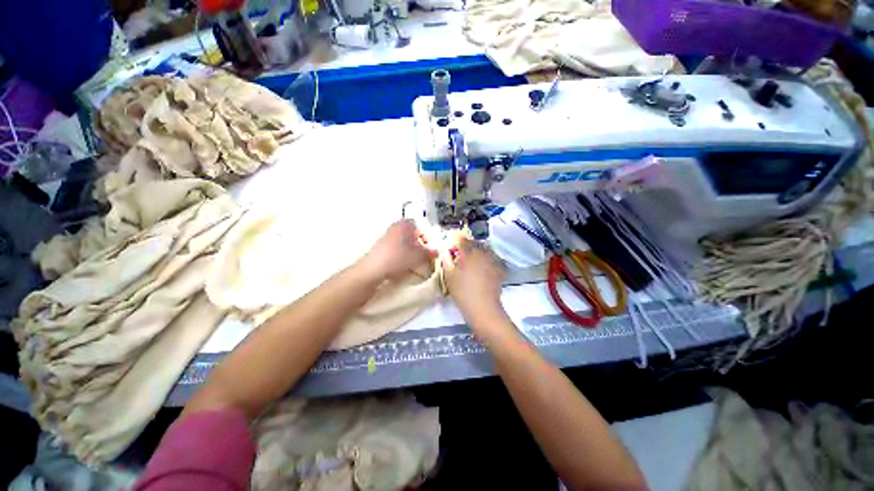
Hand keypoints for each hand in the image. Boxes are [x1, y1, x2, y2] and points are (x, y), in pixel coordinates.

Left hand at [359, 220, 432, 280]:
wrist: (374, 268)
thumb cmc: (399, 257)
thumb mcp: (419, 256)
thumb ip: (430, 253)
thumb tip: (436, 252)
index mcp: (406, 224)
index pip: (422, 228)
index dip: (429, 239)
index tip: (431, 250)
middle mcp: (396, 226)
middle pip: (414, 235)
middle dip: (420, 245)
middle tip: (424, 255)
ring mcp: (388, 235)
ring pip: (406, 241)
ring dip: (412, 250)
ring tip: (414, 261)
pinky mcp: (382, 245)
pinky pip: (398, 247)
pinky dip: (403, 253)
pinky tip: (403, 263)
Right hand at [441, 237, 508, 326]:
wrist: (484, 309)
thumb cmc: (463, 292)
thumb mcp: (449, 275)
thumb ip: (445, 259)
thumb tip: (444, 249)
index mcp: (470, 252)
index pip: (462, 239)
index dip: (455, 242)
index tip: (451, 250)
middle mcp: (483, 252)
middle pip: (473, 244)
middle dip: (466, 248)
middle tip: (459, 259)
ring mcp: (493, 260)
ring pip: (483, 251)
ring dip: (476, 254)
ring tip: (470, 265)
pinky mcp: (499, 269)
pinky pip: (491, 260)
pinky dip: (485, 261)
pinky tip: (481, 271)